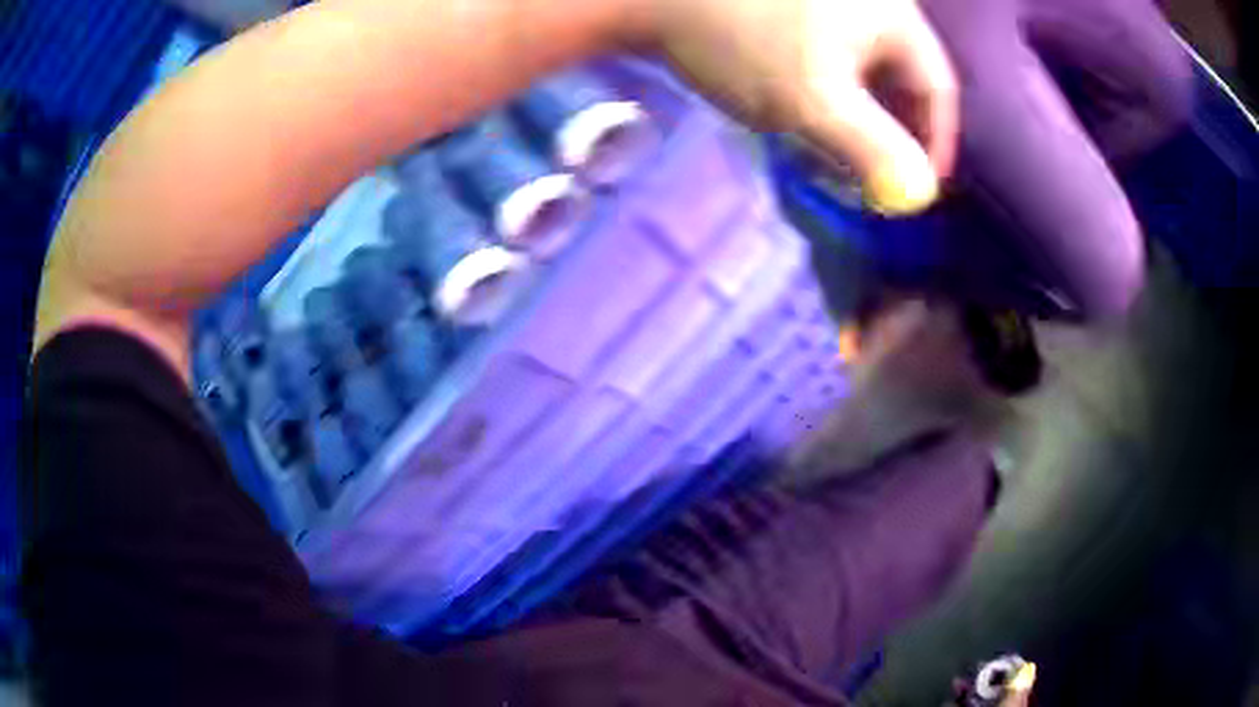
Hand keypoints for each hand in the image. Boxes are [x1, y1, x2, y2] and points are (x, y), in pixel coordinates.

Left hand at [648, 0, 956, 214]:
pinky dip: (831, 92)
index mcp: (893, 15)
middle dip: (892, 135)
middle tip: (873, 180)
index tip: (915, 190)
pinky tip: (806, 114)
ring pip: (867, 70)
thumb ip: (874, 149)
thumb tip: (921, 194)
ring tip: (836, 155)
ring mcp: (833, 0)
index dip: (932, 144)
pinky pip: (835, 56)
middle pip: (903, 79)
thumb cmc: (741, 41)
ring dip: (859, 118)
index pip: (936, 88)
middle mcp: (873, 0)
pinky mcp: (797, 5)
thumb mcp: (815, 102)